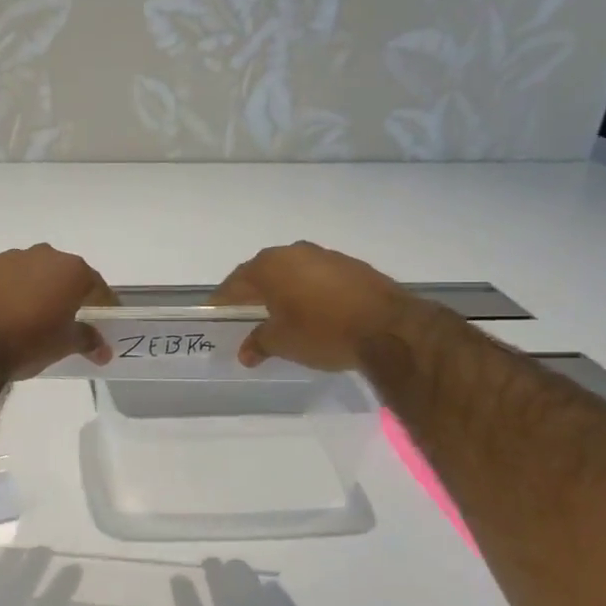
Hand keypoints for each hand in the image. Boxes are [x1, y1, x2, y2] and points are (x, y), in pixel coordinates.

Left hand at [0, 244, 116, 379]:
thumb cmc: (28, 343)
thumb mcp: (64, 345)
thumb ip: (87, 340)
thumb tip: (103, 350)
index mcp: (69, 270)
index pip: (95, 285)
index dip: (102, 303)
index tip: (103, 319)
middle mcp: (40, 254)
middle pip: (60, 273)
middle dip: (63, 292)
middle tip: (62, 317)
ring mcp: (5, 258)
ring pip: (26, 271)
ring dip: (30, 288)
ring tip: (24, 316)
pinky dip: (1, 290)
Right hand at [212, 242, 405, 371]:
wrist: (389, 328)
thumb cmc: (322, 331)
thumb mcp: (282, 343)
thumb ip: (259, 343)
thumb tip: (246, 352)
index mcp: (269, 266)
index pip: (235, 282)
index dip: (223, 300)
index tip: (215, 314)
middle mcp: (294, 253)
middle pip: (263, 273)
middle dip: (253, 294)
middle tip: (244, 315)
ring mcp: (326, 256)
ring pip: (293, 273)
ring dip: (283, 291)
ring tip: (279, 315)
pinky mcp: (352, 267)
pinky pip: (318, 278)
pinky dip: (308, 292)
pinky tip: (313, 312)